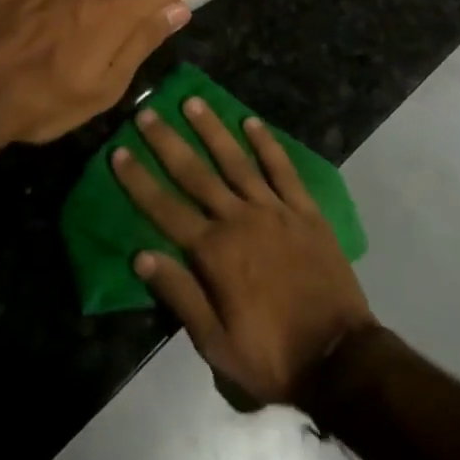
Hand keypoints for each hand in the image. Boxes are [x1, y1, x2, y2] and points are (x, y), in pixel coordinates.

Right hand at [113, 97, 374, 406]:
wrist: (340, 358)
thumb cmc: (272, 357)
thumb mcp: (216, 344)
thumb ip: (180, 295)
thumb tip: (141, 255)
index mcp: (214, 253)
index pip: (165, 209)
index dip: (139, 180)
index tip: (119, 151)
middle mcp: (240, 220)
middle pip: (196, 174)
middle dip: (168, 142)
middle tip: (147, 112)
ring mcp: (275, 210)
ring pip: (236, 161)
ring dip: (212, 130)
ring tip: (192, 102)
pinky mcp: (305, 211)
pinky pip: (283, 169)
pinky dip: (266, 144)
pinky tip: (251, 122)